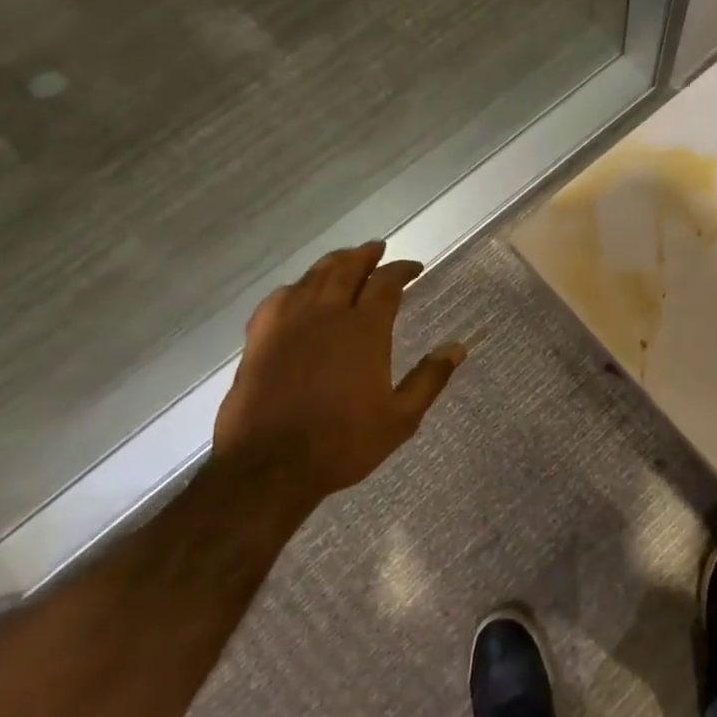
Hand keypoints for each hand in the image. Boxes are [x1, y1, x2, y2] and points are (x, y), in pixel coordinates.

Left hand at [213, 242, 465, 497]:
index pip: (386, 283)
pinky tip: (298, 291)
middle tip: (377, 249)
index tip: (414, 268)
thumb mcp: (401, 418)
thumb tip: (458, 347)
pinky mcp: (259, 340)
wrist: (269, 467)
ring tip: (344, 259)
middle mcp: (326, 315)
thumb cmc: (343, 443)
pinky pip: (277, 299)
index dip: (401, 270)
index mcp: (365, 330)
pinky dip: (294, 287)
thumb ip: (430, 378)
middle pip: (346, 269)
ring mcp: (288, 325)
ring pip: (312, 278)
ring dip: (332, 264)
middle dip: (365, 256)